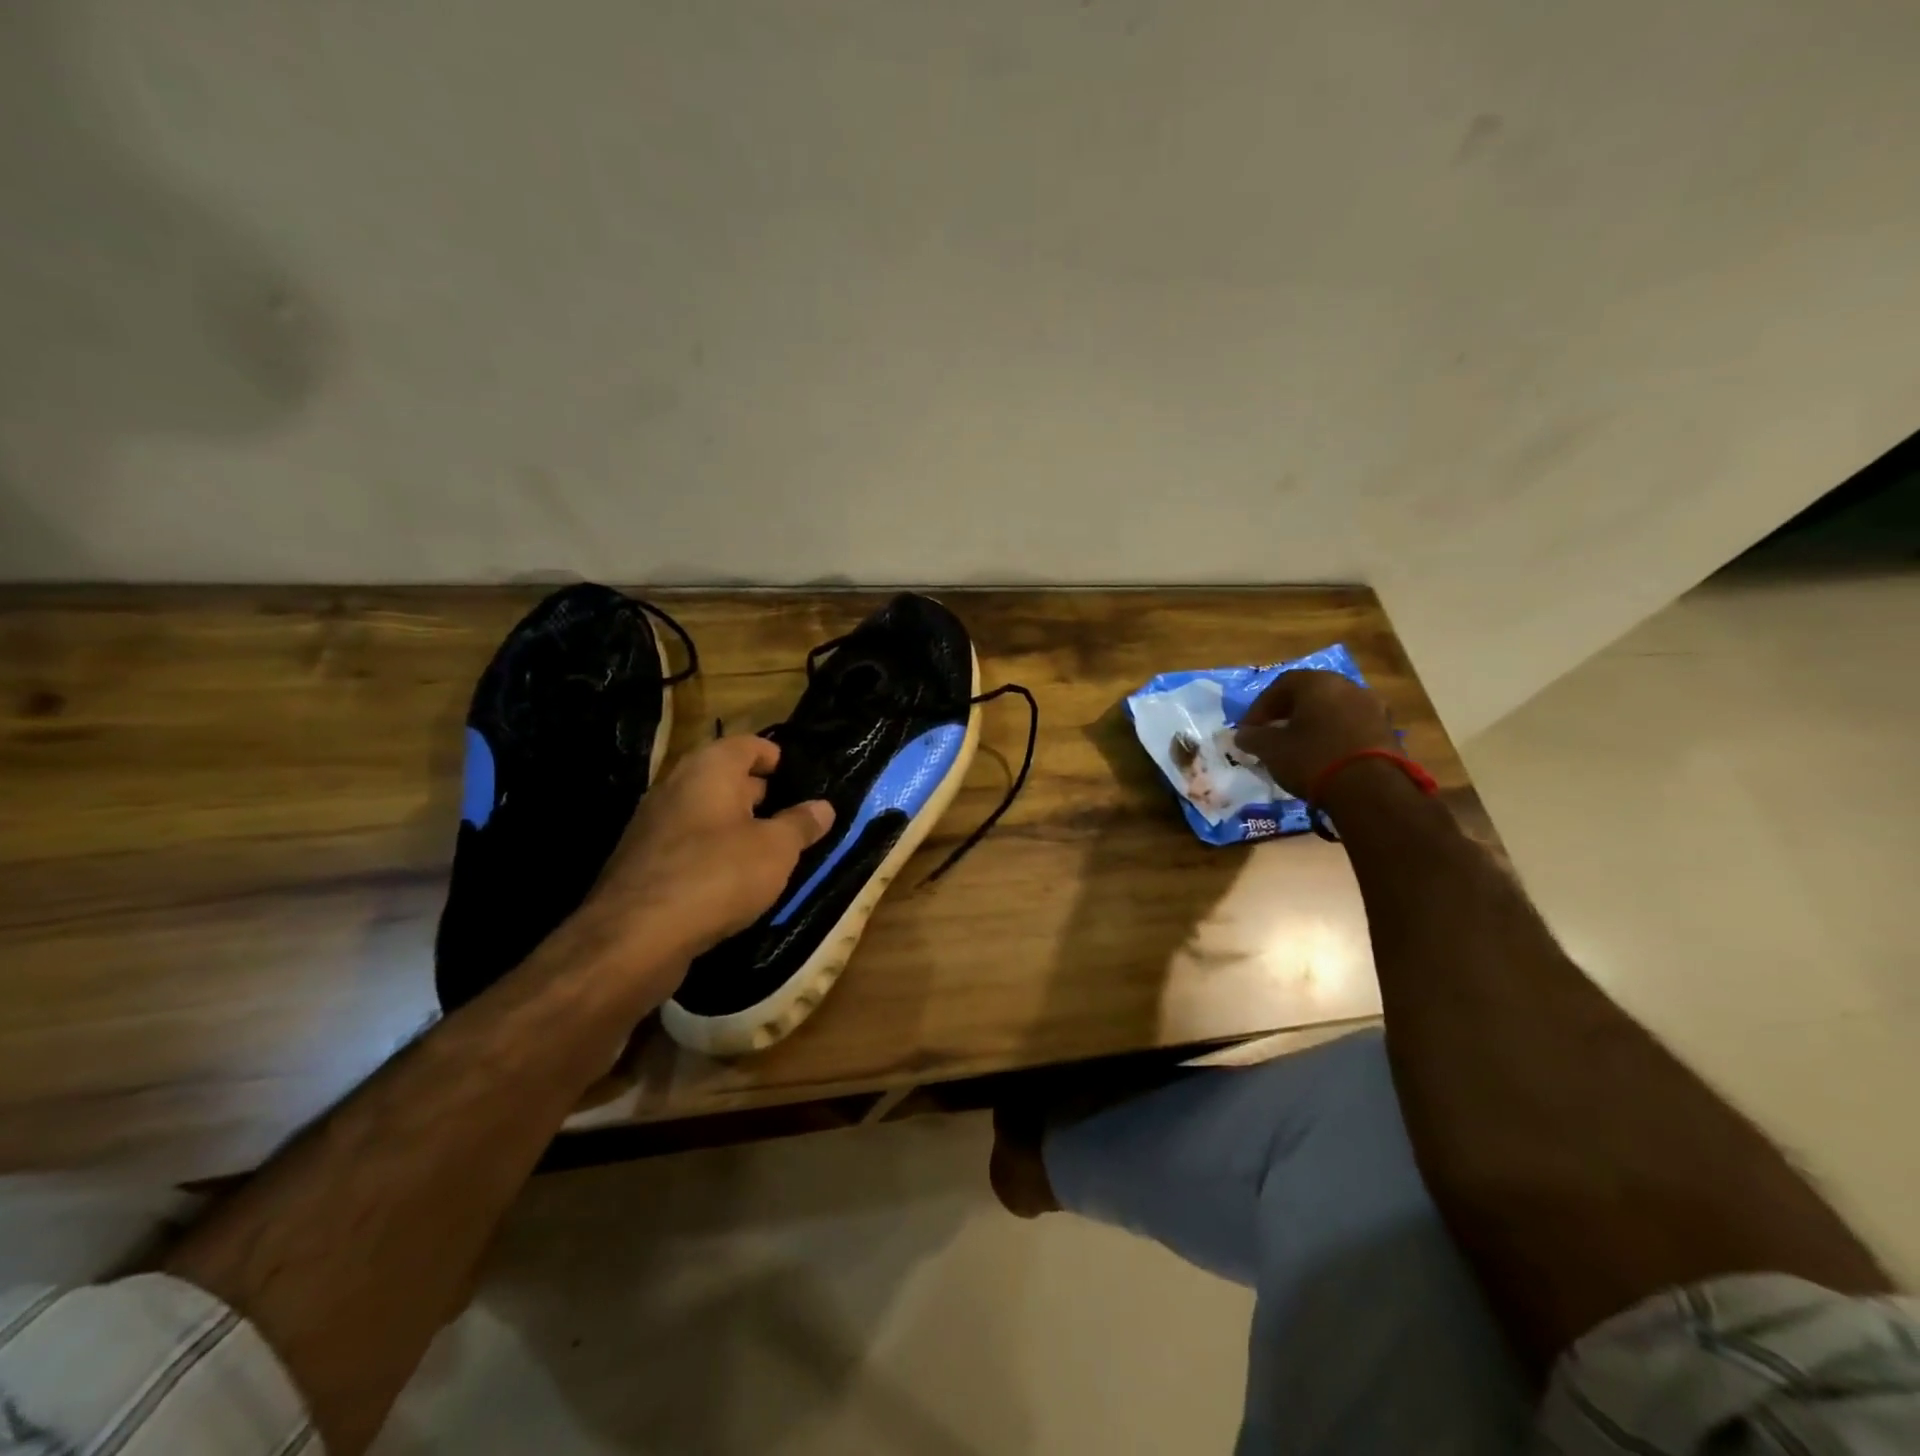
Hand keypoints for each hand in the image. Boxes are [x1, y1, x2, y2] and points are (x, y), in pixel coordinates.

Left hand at [580, 735, 833, 969]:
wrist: (635, 937)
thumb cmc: (717, 875)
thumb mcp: (776, 850)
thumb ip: (801, 825)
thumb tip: (824, 807)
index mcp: (709, 768)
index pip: (749, 744)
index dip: (777, 758)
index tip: (802, 780)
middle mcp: (677, 785)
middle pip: (725, 778)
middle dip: (760, 794)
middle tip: (794, 817)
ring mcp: (654, 824)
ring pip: (706, 814)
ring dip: (737, 827)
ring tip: (771, 851)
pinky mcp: (643, 862)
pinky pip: (688, 845)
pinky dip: (713, 853)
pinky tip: (734, 880)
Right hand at [1231, 670, 1396, 796]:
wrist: (1371, 790)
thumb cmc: (1313, 758)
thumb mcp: (1271, 749)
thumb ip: (1252, 737)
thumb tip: (1242, 734)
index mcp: (1318, 682)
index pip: (1280, 685)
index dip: (1259, 707)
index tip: (1248, 730)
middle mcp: (1348, 687)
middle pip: (1310, 695)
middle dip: (1287, 714)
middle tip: (1272, 735)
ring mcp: (1373, 708)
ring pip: (1333, 711)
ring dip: (1313, 726)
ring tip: (1298, 749)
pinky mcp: (1388, 732)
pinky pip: (1351, 728)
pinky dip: (1334, 738)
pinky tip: (1324, 758)